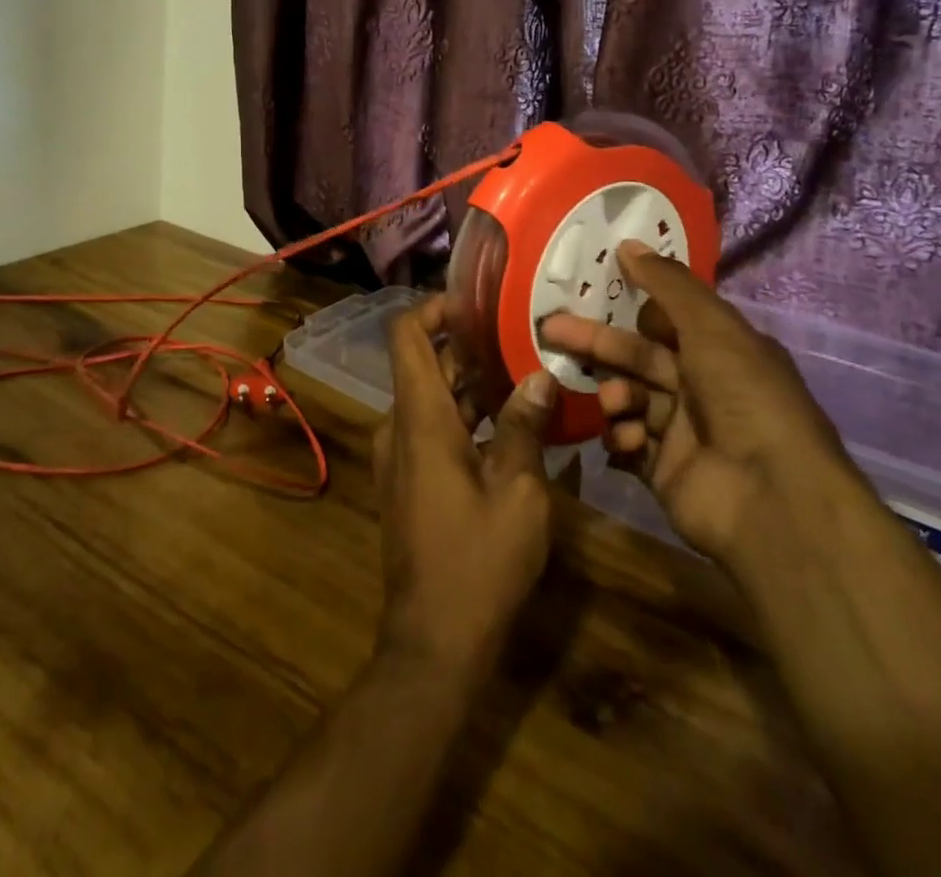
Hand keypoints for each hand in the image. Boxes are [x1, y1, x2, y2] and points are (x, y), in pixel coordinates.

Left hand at [374, 297, 557, 677]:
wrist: (434, 640)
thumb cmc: (478, 561)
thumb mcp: (518, 492)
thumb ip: (524, 427)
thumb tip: (540, 376)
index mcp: (419, 417)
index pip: (407, 335)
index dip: (434, 307)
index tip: (476, 300)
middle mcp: (400, 426)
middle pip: (425, 363)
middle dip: (468, 345)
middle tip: (521, 333)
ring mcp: (400, 454)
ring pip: (432, 397)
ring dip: (471, 382)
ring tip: (526, 368)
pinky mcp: (409, 479)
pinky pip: (432, 427)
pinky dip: (465, 415)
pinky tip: (512, 420)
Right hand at [539, 242, 852, 563]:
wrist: (770, 499)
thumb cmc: (744, 398)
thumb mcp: (711, 327)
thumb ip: (667, 285)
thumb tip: (627, 243)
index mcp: (721, 350)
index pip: (666, 320)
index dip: (629, 306)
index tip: (588, 291)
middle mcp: (702, 387)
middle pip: (637, 357)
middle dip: (596, 343)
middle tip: (550, 330)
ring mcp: (682, 431)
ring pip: (628, 398)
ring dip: (614, 395)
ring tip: (613, 403)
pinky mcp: (663, 470)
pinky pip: (627, 443)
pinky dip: (620, 437)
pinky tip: (625, 440)